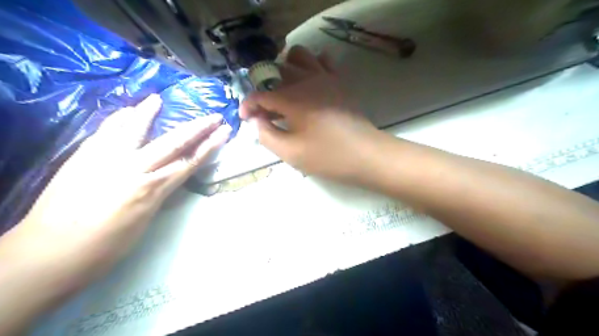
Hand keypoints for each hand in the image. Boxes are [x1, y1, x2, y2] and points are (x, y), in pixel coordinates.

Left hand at [6, 94, 230, 284]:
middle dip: (197, 127)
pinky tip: (126, 111)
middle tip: (213, 115)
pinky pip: (105, 132)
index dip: (209, 145)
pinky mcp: (83, 157)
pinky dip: (118, 119)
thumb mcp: (145, 222)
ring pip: (135, 130)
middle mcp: (132, 169)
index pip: (189, 162)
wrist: (48, 254)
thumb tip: (168, 178)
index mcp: (151, 190)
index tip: (224, 131)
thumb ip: (158, 194)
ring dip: (149, 113)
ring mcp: (105, 159)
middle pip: (172, 143)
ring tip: (158, 99)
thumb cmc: (105, 248)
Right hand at [241, 45, 375, 182]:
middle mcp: (306, 80)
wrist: (365, 154)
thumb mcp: (290, 153)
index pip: (260, 94)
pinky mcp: (338, 82)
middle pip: (276, 72)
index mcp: (292, 99)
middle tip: (265, 110)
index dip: (248, 105)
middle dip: (264, 88)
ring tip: (283, 88)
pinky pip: (322, 61)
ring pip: (299, 56)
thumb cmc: (327, 156)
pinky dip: (310, 65)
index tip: (246, 119)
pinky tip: (308, 81)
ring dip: (285, 67)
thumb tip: (256, 121)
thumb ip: (266, 135)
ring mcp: (325, 78)